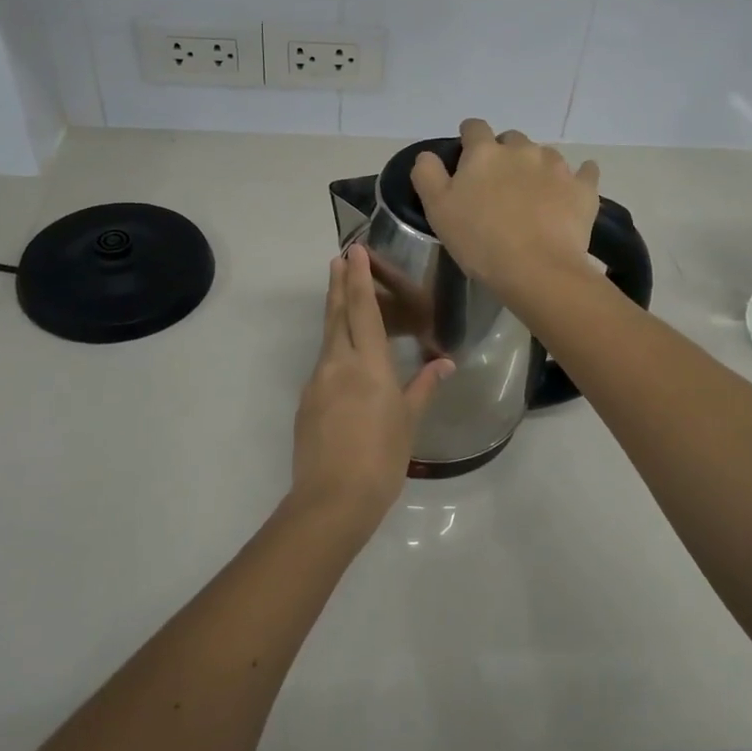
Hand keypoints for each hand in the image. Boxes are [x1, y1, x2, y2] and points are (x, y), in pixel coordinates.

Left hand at [289, 244, 452, 534]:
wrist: (332, 499)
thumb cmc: (382, 458)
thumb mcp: (409, 421)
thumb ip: (424, 386)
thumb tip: (445, 363)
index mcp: (368, 364)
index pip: (364, 310)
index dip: (359, 278)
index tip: (353, 251)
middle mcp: (338, 363)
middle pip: (337, 314)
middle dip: (339, 284)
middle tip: (339, 258)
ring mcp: (317, 381)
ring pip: (328, 337)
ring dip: (335, 312)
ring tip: (341, 295)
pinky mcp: (306, 401)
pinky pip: (323, 364)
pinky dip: (333, 347)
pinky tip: (342, 356)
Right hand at [410, 118, 600, 304]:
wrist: (537, 270)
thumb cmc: (480, 241)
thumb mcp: (437, 210)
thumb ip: (427, 174)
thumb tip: (429, 155)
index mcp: (484, 152)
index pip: (474, 128)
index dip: (469, 140)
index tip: (466, 159)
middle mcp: (523, 149)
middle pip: (511, 139)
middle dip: (504, 155)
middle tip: (499, 186)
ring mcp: (558, 166)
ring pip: (545, 155)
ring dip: (536, 168)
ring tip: (533, 197)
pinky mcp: (584, 188)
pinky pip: (585, 172)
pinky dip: (578, 177)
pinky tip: (572, 192)